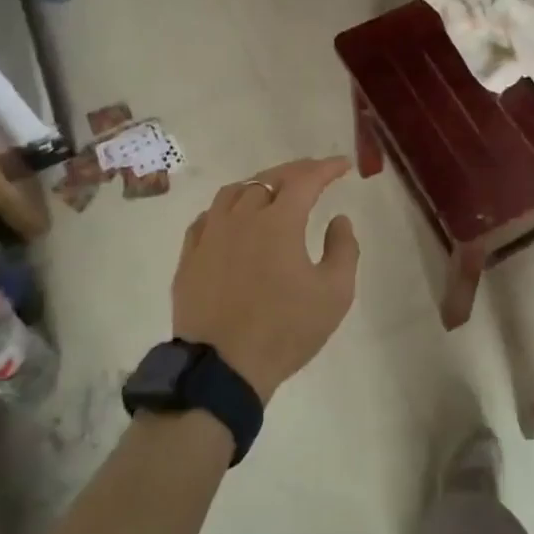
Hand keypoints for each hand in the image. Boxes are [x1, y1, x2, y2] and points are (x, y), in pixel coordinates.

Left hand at [172, 157, 360, 401]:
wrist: (222, 368)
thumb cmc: (285, 330)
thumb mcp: (334, 294)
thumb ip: (344, 249)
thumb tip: (338, 219)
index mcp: (279, 222)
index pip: (305, 180)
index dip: (326, 168)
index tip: (343, 165)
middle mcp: (241, 217)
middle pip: (268, 178)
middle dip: (296, 170)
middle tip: (314, 172)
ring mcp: (210, 235)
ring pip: (234, 192)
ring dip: (259, 183)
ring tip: (273, 189)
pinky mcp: (190, 257)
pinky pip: (207, 218)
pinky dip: (227, 208)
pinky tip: (232, 218)